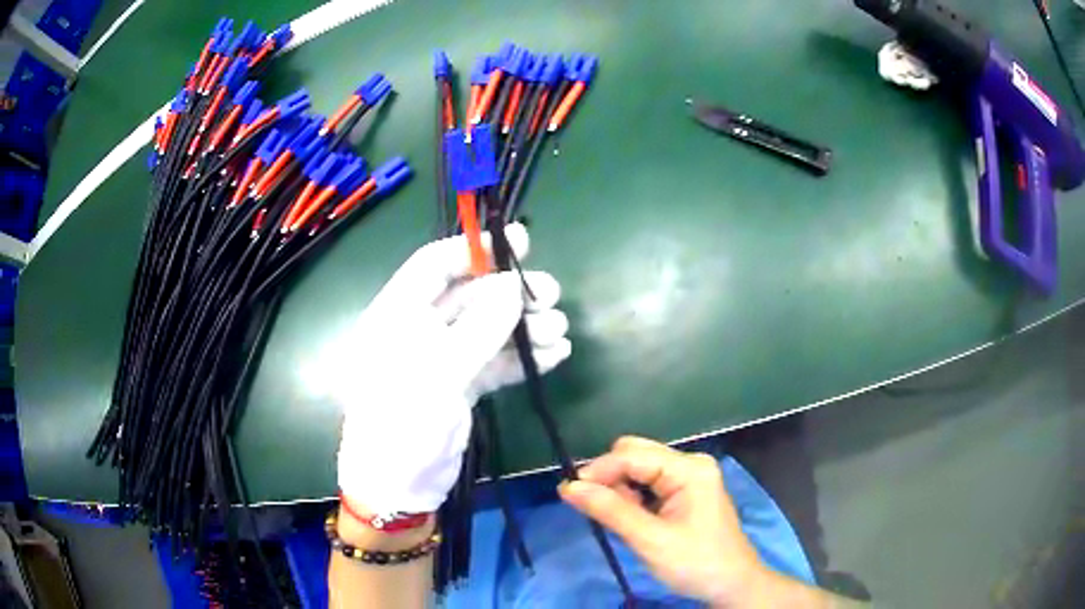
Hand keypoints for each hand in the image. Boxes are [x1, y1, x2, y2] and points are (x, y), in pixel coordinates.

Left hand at [327, 224, 570, 514]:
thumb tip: (513, 285)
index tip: (519, 242)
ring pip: (487, 329)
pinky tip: (555, 356)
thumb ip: (479, 326)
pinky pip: (495, 361)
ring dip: (524, 327)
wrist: (399, 488)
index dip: (473, 249)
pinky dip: (523, 358)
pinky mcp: (460, 385)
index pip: (433, 266)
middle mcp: (418, 331)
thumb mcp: (439, 371)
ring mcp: (441, 359)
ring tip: (558, 331)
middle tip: (550, 294)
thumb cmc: (404, 423)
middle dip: (510, 292)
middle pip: (469, 296)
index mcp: (395, 315)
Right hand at [559, 437, 767, 606]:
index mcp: (689, 469)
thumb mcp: (650, 540)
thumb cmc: (695, 563)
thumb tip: (568, 487)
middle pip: (635, 455)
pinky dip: (632, 498)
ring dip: (620, 489)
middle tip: (598, 511)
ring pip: (638, 469)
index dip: (598, 470)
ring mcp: (689, 476)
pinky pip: (648, 483)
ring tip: (618, 521)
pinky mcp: (685, 491)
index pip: (632, 455)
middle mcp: (689, 464)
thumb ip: (610, 510)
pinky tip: (631, 519)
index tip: (568, 493)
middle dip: (610, 478)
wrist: (731, 584)